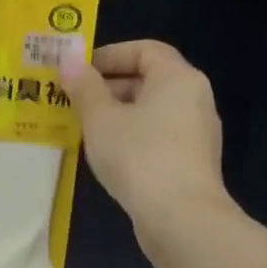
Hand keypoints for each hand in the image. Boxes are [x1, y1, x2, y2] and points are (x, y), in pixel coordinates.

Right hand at [59, 40, 228, 229]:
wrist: (181, 218)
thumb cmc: (139, 156)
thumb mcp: (101, 118)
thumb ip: (84, 87)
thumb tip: (69, 61)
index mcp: (178, 78)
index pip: (145, 49)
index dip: (110, 54)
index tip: (79, 71)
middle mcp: (195, 98)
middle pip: (149, 79)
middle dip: (109, 86)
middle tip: (74, 100)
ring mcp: (197, 133)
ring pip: (152, 110)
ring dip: (118, 113)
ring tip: (84, 128)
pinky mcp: (192, 162)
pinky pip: (158, 136)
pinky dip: (132, 136)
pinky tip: (108, 155)